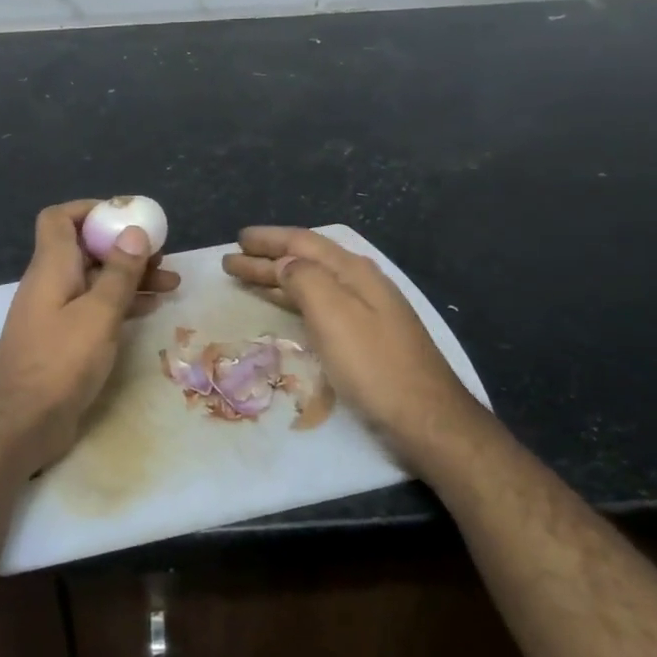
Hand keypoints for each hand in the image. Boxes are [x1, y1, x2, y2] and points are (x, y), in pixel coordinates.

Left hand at [0, 199, 179, 476]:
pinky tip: (150, 308)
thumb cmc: (59, 362)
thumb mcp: (97, 314)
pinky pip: (94, 309)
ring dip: (129, 278)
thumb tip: (133, 232)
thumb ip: (118, 273)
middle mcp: (50, 284)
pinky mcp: (63, 340)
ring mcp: (55, 313)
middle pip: (85, 249)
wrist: (21, 423)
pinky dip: (120, 303)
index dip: (90, 210)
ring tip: (170, 284)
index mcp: (51, 267)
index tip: (127, 217)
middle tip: (162, 256)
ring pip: (95, 281)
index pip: (60, 218)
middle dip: (124, 247)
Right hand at [222, 226, 488, 465]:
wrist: (426, 418)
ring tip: (246, 278)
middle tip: (230, 260)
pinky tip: (284, 305)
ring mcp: (366, 310)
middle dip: (267, 258)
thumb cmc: (374, 366)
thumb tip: (284, 262)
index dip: (269, 239)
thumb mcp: (335, 315)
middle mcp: (361, 283)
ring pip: (312, 282)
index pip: (303, 242)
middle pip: (306, 260)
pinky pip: (319, 304)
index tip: (237, 239)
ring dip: (277, 278)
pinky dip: (294, 299)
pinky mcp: (365, 336)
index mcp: (354, 272)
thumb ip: (306, 279)